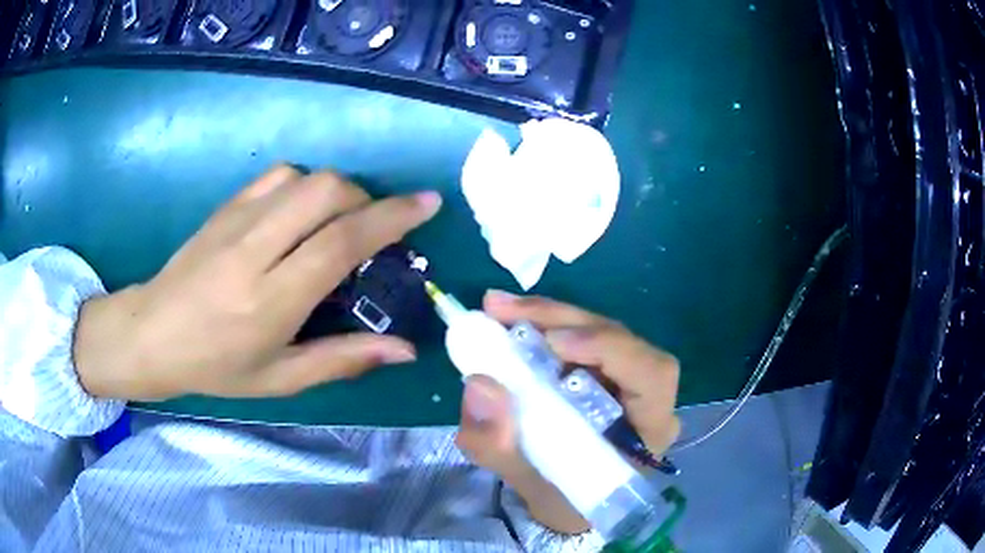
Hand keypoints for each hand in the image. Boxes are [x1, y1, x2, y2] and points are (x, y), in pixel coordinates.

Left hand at [73, 165, 440, 400]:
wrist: (153, 333)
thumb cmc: (217, 367)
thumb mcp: (280, 378)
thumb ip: (342, 360)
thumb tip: (404, 349)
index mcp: (270, 301)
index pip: (339, 242)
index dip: (391, 218)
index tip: (427, 204)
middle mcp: (254, 249)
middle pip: (326, 192)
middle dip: (366, 200)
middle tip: (373, 228)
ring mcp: (236, 220)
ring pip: (304, 177)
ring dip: (337, 191)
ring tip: (338, 222)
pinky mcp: (225, 207)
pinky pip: (277, 176)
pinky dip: (305, 185)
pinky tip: (301, 212)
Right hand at [456, 291, 680, 534]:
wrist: (570, 505)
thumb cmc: (564, 503)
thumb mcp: (527, 484)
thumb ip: (499, 445)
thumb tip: (480, 384)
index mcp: (648, 430)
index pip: (652, 374)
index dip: (609, 348)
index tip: (553, 343)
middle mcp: (647, 397)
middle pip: (620, 339)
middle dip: (562, 319)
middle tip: (501, 309)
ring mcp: (627, 379)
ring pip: (598, 331)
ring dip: (549, 317)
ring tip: (498, 311)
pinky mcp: (605, 371)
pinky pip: (581, 339)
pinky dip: (546, 326)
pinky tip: (512, 323)